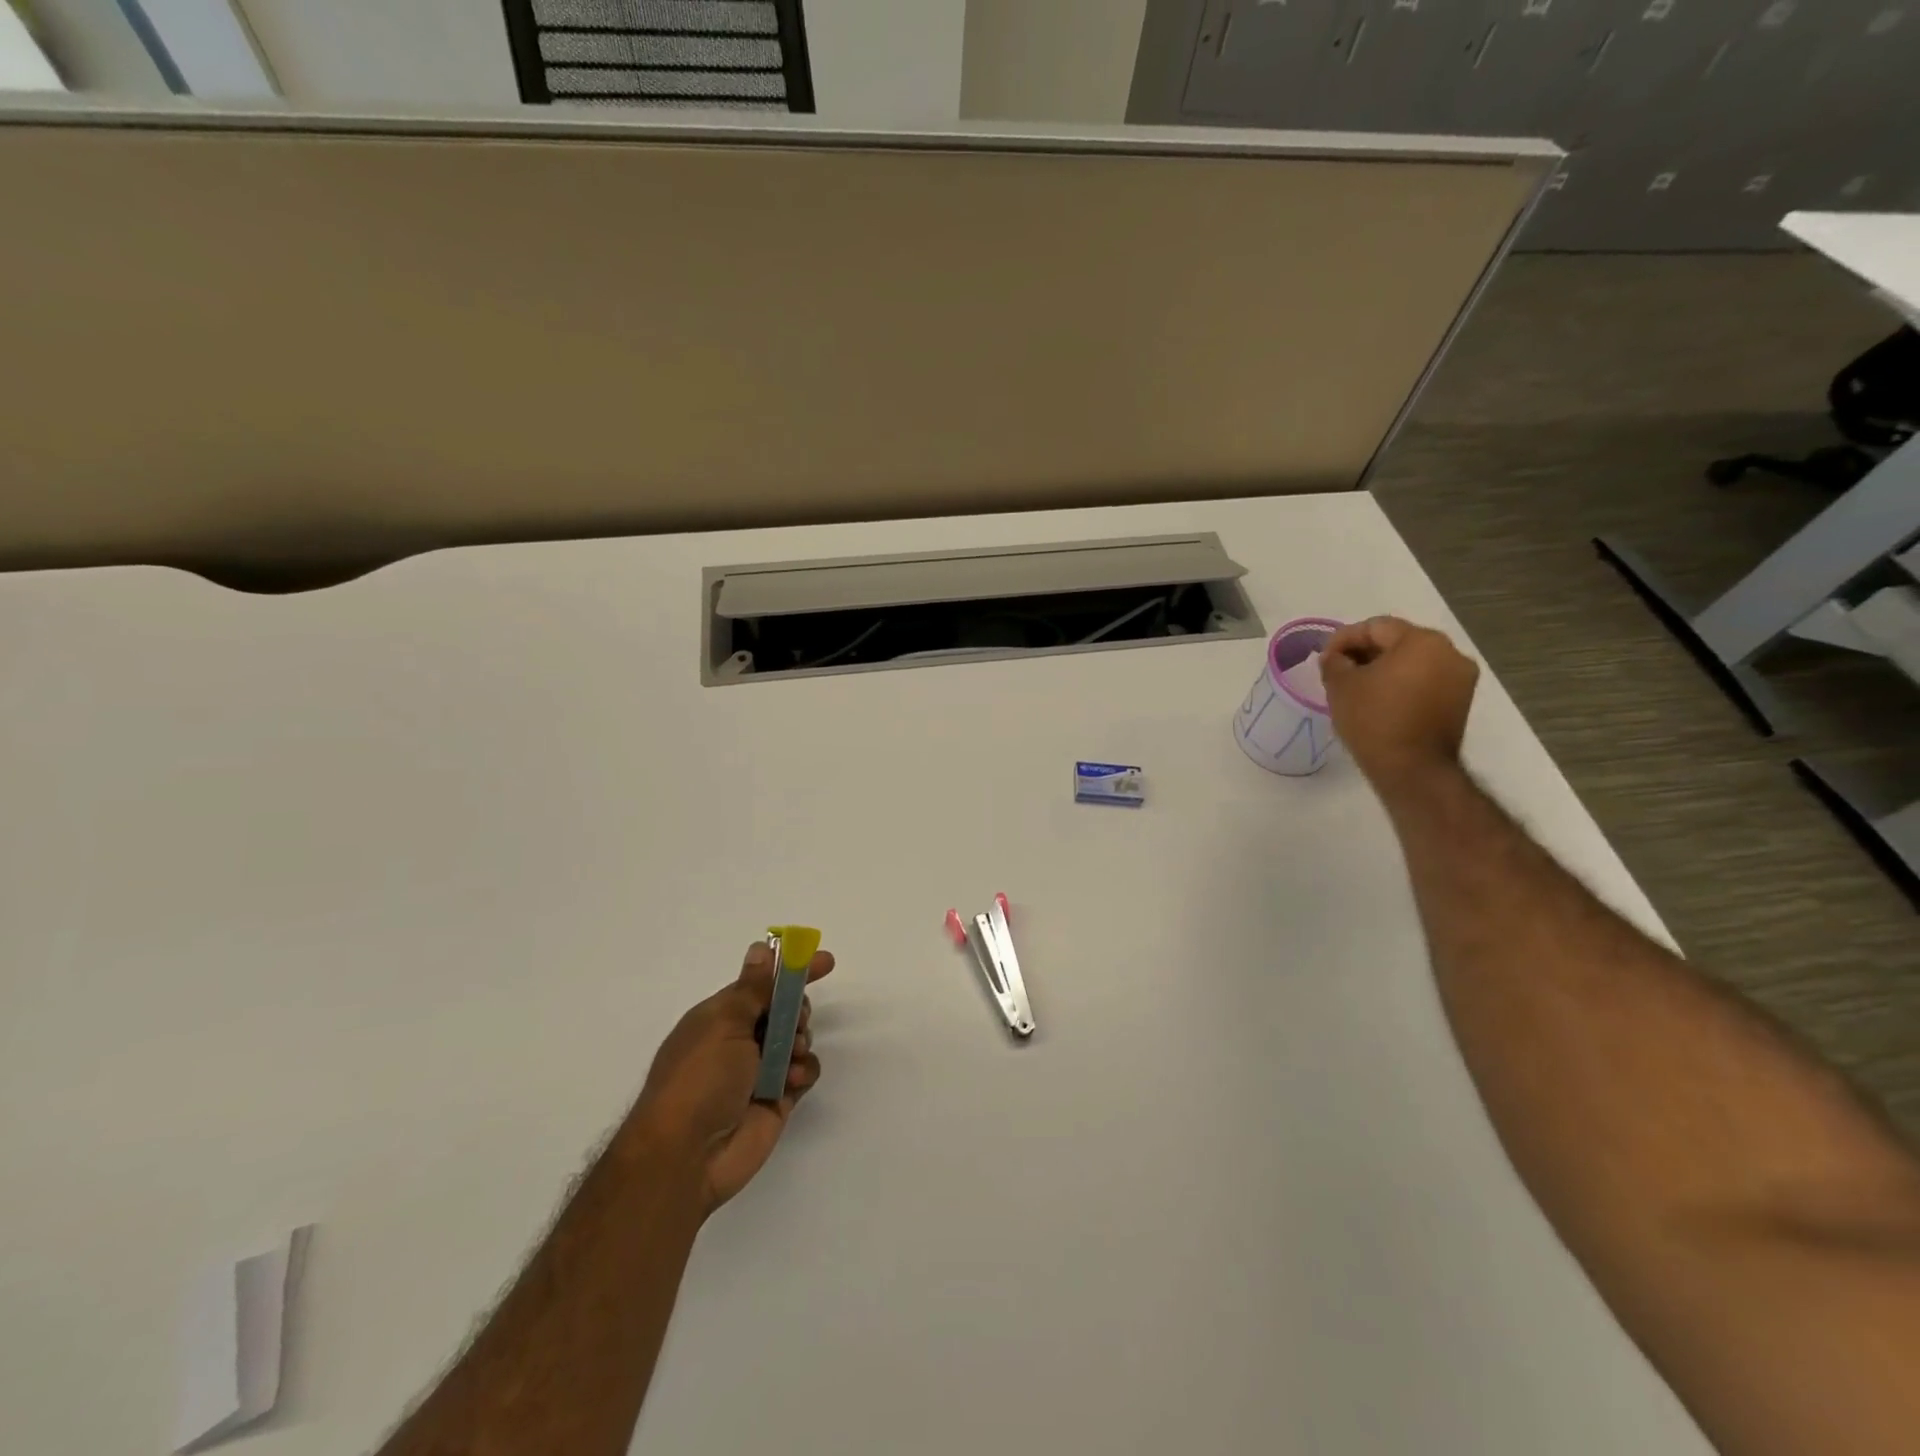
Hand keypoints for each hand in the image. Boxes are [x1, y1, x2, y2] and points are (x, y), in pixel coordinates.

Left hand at [630, 941, 833, 1214]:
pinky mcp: (777, 1098)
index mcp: (721, 1016)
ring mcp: (760, 1070)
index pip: (762, 983)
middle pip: (784, 1009)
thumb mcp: (724, 1022)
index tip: (826, 961)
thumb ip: (753, 987)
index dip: (792, 970)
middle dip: (796, 1009)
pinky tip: (789, 1082)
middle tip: (794, 1019)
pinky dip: (802, 1071)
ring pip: (798, 1039)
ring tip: (788, 1056)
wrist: (686, 1157)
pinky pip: (804, 1071)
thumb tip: (760, 948)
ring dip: (798, 1040)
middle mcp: (740, 1040)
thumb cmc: (699, 1079)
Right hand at [1320, 615, 1478, 791]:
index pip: (1375, 626)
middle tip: (1339, 670)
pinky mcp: (1461, 700)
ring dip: (1385, 668)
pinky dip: (1403, 683)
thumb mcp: (1341, 686)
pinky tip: (1381, 699)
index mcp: (1421, 640)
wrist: (1412, 769)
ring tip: (1359, 686)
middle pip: (1398, 641)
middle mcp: (1449, 651)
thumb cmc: (1374, 720)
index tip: (1324, 658)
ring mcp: (1460, 677)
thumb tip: (1336, 657)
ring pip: (1414, 660)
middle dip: (1366, 652)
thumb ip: (1334, 661)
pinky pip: (1426, 679)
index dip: (1343, 639)